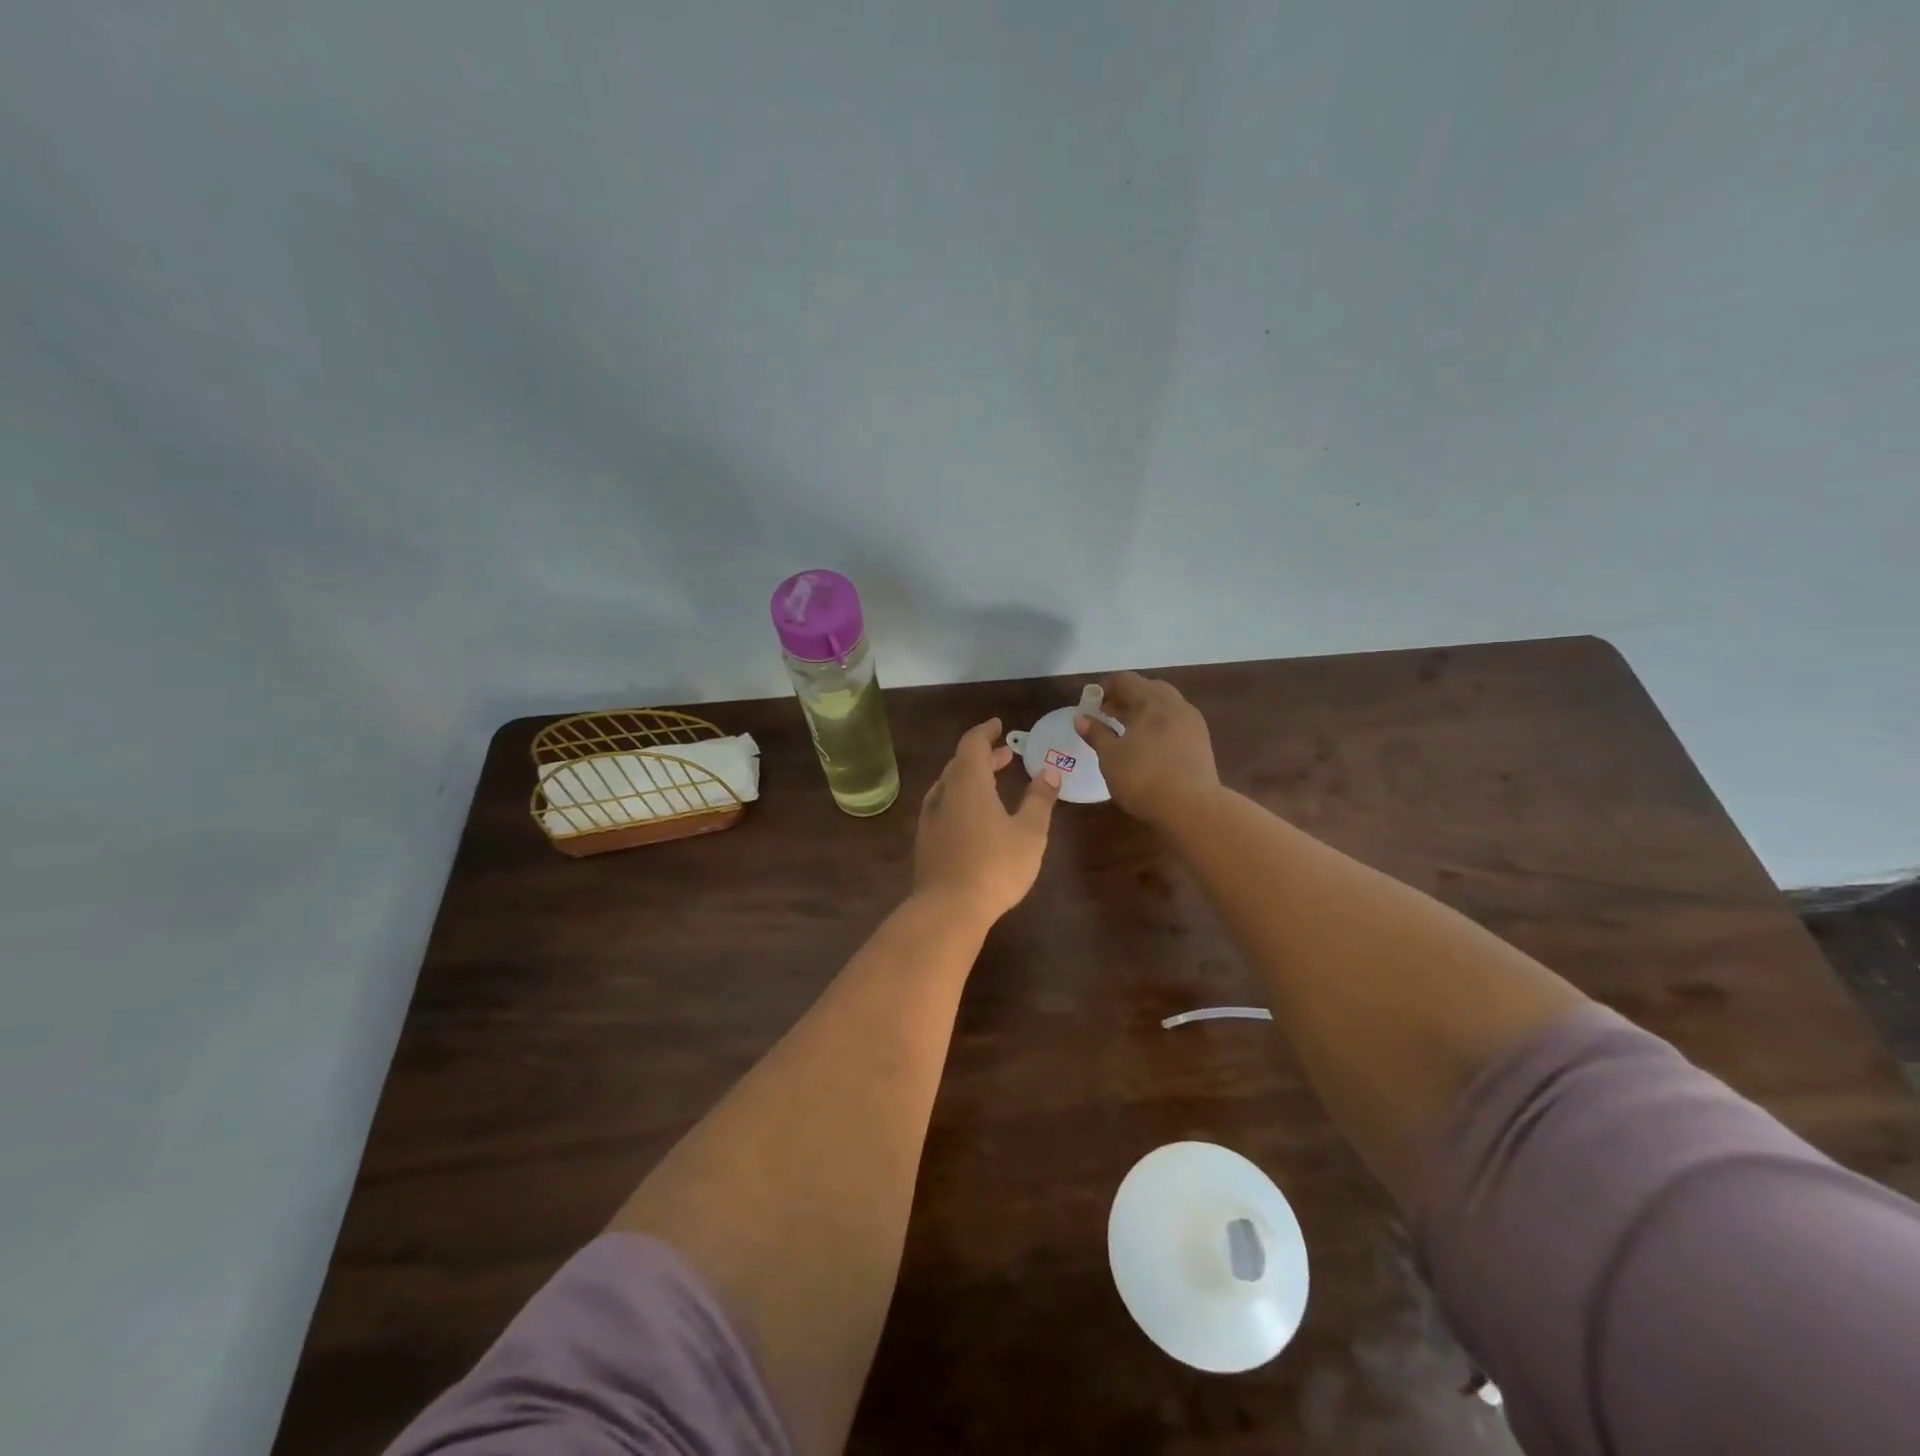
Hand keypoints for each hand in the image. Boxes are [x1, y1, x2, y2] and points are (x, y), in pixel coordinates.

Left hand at [914, 718, 1060, 922]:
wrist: (947, 910)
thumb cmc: (995, 866)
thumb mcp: (1029, 832)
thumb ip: (1039, 799)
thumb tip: (1050, 771)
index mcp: (968, 783)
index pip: (972, 744)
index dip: (985, 731)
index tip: (998, 725)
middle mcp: (944, 794)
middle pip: (960, 763)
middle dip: (983, 756)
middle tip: (1005, 755)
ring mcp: (930, 818)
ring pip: (950, 786)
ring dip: (971, 778)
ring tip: (993, 783)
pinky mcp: (926, 842)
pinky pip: (944, 806)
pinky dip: (961, 798)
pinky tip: (973, 817)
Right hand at [1076, 672, 1217, 823]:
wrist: (1192, 808)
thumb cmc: (1143, 776)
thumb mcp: (1111, 756)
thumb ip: (1096, 734)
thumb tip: (1081, 718)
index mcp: (1153, 700)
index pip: (1126, 680)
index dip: (1105, 688)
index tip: (1090, 703)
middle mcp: (1176, 705)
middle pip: (1148, 690)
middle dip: (1126, 698)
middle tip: (1107, 714)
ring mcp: (1193, 724)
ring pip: (1165, 707)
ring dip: (1143, 712)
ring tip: (1125, 731)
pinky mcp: (1201, 745)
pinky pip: (1175, 724)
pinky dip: (1158, 727)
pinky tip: (1147, 746)